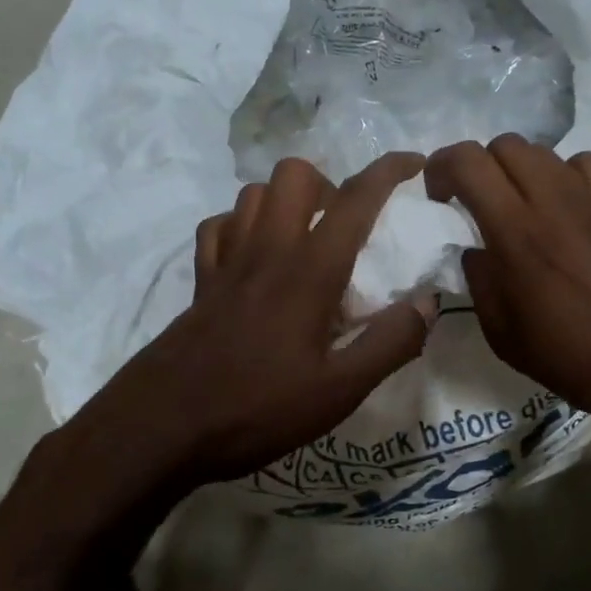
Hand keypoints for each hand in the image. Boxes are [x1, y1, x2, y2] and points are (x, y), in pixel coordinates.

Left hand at [86, 153, 434, 488]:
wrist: (163, 427)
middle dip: (328, 183)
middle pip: (294, 174)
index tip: (414, 164)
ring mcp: (226, 262)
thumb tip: (427, 303)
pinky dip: (241, 227)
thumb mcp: (339, 391)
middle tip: (345, 226)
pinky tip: (254, 258)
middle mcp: (267, 250)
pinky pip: (219, 227)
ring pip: (253, 194)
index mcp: (309, 271)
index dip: (388, 171)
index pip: (355, 199)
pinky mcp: (200, 281)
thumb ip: (390, 344)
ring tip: (304, 240)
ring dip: (285, 202)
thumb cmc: (257, 409)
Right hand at [424, 135, 590, 432]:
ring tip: (522, 207)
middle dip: (480, 166)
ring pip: (546, 152)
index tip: (438, 195)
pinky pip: (586, 167)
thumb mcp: (504, 335)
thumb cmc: (574, 359)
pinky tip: (568, 212)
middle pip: (506, 145)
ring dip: (521, 172)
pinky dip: (565, 179)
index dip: (442, 166)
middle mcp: (554, 202)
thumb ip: (480, 282)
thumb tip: (475, 250)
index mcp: (516, 233)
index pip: (469, 162)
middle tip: (477, 202)